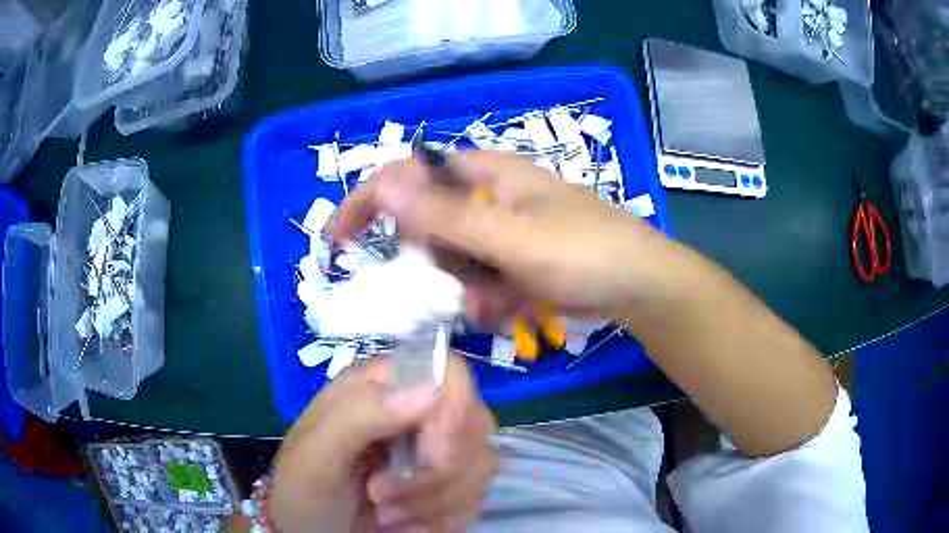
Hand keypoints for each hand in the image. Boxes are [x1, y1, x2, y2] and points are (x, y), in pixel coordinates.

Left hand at [270, 355, 496, 532]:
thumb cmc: (303, 491)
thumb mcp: (315, 453)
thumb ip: (360, 414)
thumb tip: (430, 388)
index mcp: (381, 391)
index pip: (449, 374)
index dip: (453, 411)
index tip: (431, 455)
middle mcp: (414, 416)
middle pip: (475, 423)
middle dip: (436, 473)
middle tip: (382, 493)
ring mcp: (436, 455)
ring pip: (480, 467)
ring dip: (432, 503)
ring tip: (383, 514)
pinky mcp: (448, 491)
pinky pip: (474, 501)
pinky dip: (439, 520)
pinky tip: (402, 525)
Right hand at [329, 151, 677, 322]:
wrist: (639, 287)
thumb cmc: (584, 251)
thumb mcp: (513, 237)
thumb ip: (447, 216)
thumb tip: (384, 182)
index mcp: (483, 174)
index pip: (408, 174)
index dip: (369, 201)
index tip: (339, 240)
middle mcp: (486, 197)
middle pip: (427, 225)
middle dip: (430, 264)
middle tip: (450, 289)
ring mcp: (499, 232)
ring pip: (451, 260)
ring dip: (462, 288)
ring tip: (496, 301)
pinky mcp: (511, 261)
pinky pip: (477, 280)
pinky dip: (486, 298)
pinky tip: (512, 305)